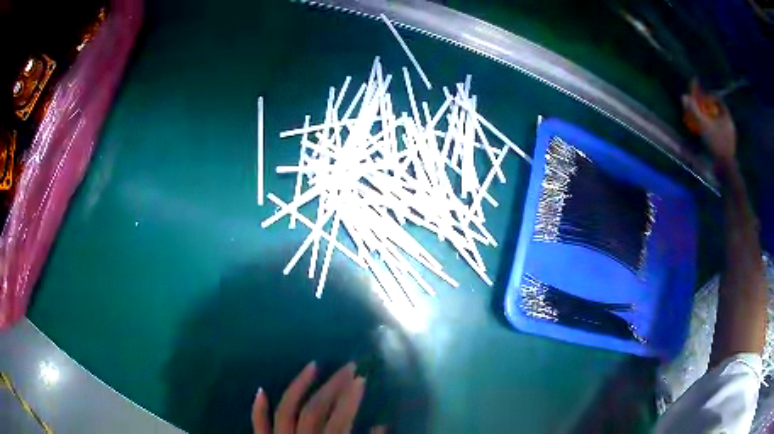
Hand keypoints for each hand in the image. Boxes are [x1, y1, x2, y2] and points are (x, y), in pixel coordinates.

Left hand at [252, 361, 384, 433]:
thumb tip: (382, 426)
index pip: (339, 420)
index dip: (350, 399)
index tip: (362, 379)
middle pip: (314, 409)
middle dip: (332, 387)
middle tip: (348, 367)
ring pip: (286, 410)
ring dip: (298, 386)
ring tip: (313, 366)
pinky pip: (258, 426)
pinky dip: (258, 409)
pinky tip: (261, 390)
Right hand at [682, 80, 736, 163]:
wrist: (725, 169)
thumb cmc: (716, 144)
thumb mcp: (703, 125)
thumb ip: (694, 110)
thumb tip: (684, 96)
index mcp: (727, 117)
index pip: (718, 100)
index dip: (709, 97)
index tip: (702, 99)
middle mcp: (730, 125)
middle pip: (719, 112)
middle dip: (710, 110)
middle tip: (701, 111)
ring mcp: (731, 137)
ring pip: (721, 124)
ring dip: (712, 122)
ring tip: (704, 124)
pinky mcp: (729, 148)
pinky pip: (722, 135)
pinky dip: (715, 132)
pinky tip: (709, 137)